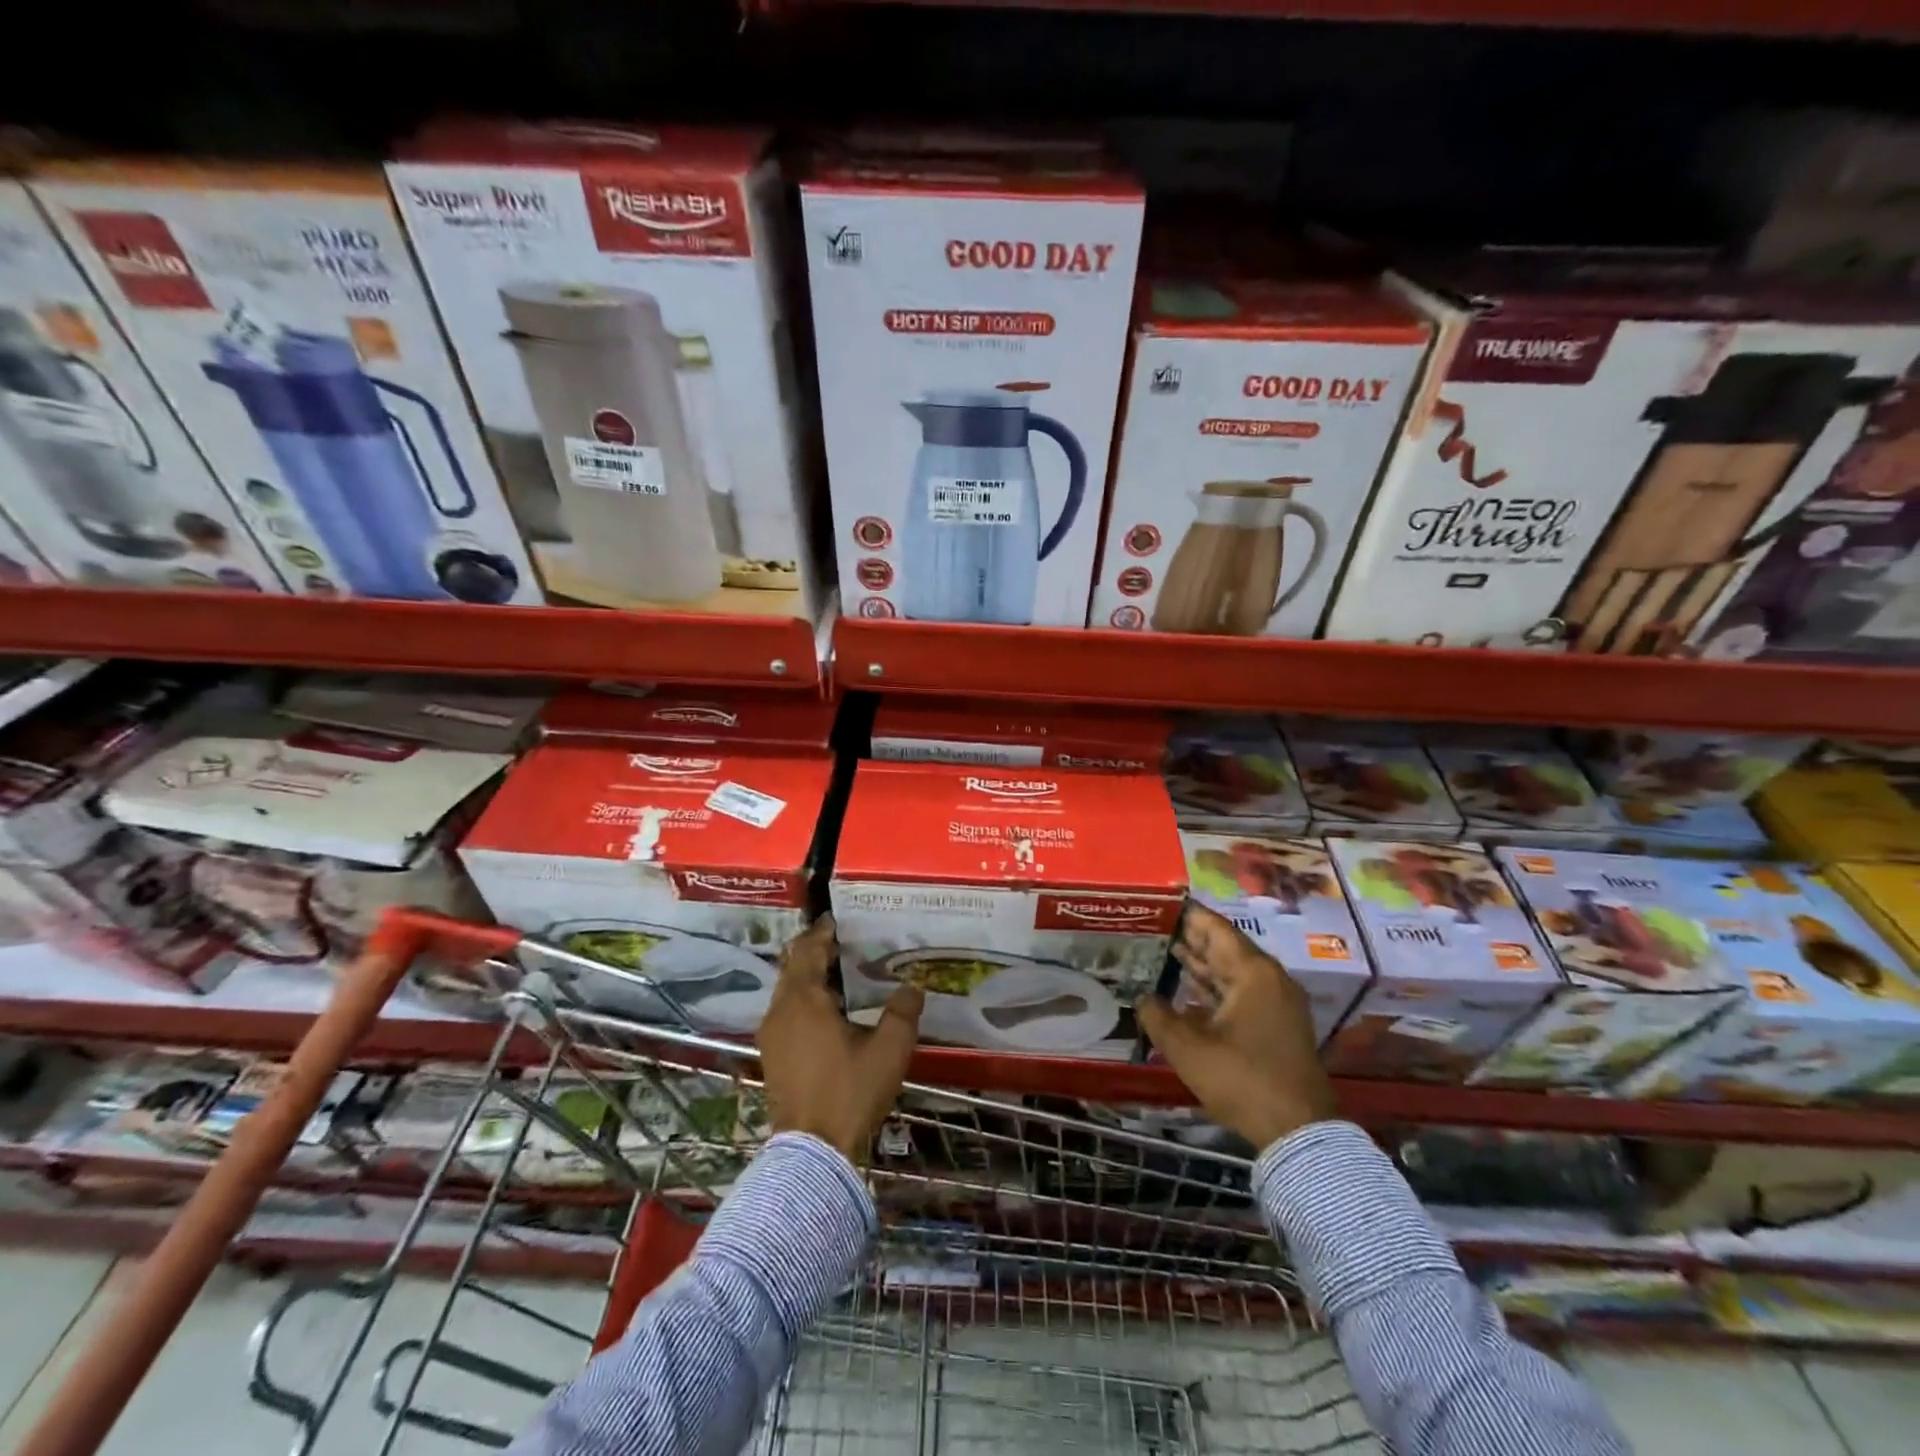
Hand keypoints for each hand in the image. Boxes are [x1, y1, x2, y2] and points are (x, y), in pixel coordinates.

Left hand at [758, 913, 923, 1160]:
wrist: (812, 1152)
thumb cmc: (850, 1092)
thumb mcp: (888, 1050)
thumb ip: (902, 1012)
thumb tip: (912, 986)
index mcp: (804, 999)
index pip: (809, 950)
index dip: (823, 932)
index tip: (838, 919)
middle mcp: (780, 1010)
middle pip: (793, 966)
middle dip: (815, 951)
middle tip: (844, 943)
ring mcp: (771, 1035)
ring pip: (788, 991)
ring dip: (809, 977)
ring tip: (840, 975)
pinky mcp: (771, 1056)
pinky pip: (786, 1012)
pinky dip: (803, 1000)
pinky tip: (827, 1013)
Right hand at [1137, 903, 1337, 1149]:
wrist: (1298, 1133)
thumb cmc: (1242, 1080)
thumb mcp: (1188, 1048)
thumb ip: (1158, 1016)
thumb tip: (1143, 998)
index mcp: (1253, 972)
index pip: (1215, 928)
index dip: (1186, 914)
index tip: (1158, 902)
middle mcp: (1269, 979)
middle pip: (1224, 947)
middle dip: (1189, 938)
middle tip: (1152, 925)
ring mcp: (1276, 1003)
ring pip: (1232, 971)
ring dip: (1200, 963)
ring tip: (1162, 950)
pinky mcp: (1276, 1025)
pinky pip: (1239, 993)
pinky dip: (1213, 987)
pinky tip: (1186, 989)